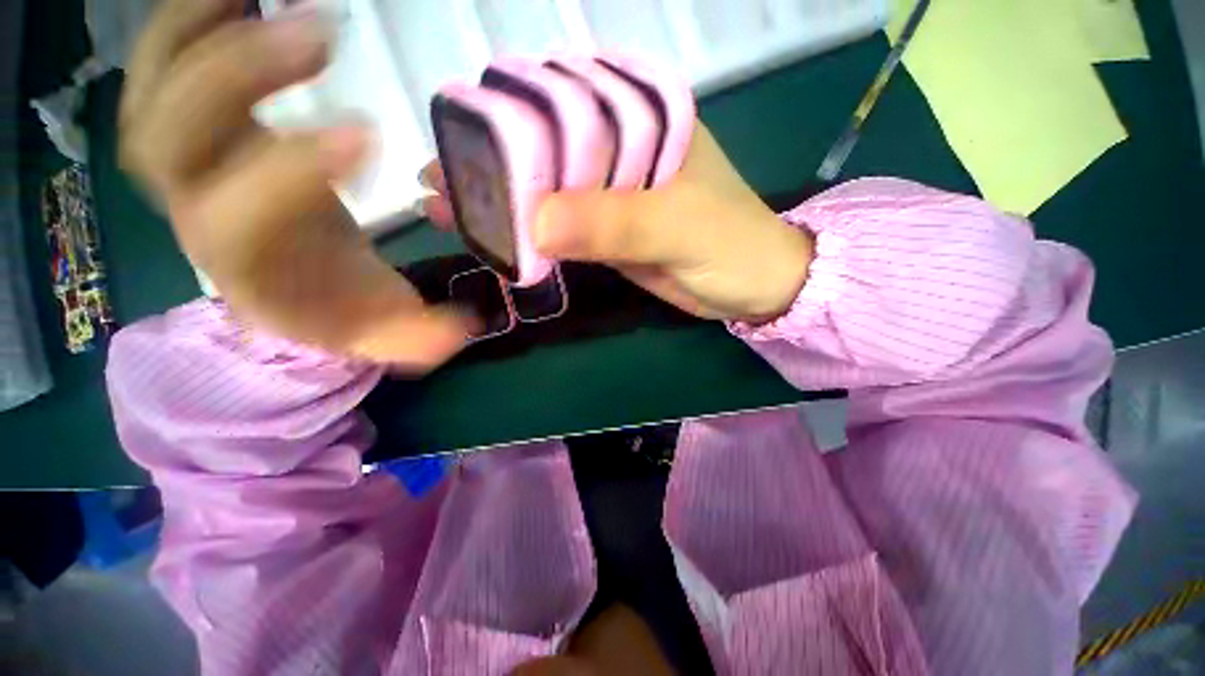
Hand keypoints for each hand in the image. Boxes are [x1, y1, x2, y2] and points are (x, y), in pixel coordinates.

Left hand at [121, 0, 471, 369]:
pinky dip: (185, 20)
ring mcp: (188, 166)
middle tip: (324, 38)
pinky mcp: (198, 131)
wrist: (304, 283)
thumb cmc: (347, 305)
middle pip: (170, 140)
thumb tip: (457, 327)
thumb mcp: (390, 332)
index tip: (368, 134)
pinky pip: (162, 68)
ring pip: (150, 94)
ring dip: (201, 32)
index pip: (238, 218)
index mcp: (254, 270)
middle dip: (235, 78)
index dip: (291, 170)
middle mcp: (199, 215)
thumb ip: (421, 337)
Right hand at [422, 124, 812, 321]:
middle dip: (493, 164)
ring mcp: (614, 192)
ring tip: (447, 208)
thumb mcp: (680, 228)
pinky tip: (499, 239)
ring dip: (503, 202)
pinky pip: (562, 228)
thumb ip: (615, 223)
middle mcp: (625, 147)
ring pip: (550, 190)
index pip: (565, 100)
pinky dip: (530, 234)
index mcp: (646, 119)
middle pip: (547, 147)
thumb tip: (537, 223)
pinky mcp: (609, 231)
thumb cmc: (734, 248)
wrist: (751, 288)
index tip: (459, 141)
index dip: (509, 119)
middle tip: (438, 180)